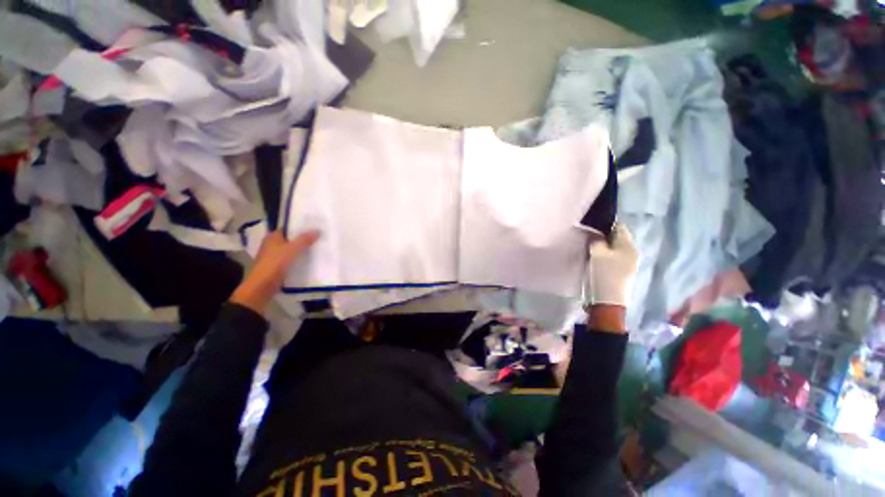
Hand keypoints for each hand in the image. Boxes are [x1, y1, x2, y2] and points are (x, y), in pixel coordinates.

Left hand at [230, 230, 319, 313]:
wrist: (263, 286)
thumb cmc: (275, 263)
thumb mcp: (292, 249)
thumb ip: (305, 239)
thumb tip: (318, 230)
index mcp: (272, 237)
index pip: (288, 228)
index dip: (300, 227)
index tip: (314, 227)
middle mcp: (272, 245)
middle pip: (291, 239)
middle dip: (303, 239)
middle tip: (319, 237)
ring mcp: (274, 256)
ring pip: (292, 250)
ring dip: (302, 250)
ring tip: (318, 248)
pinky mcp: (278, 267)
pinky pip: (292, 260)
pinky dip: (299, 259)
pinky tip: (310, 260)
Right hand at [585, 223, 638, 308]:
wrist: (608, 301)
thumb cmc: (604, 274)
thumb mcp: (597, 253)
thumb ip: (596, 239)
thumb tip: (595, 232)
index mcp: (628, 245)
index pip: (619, 226)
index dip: (605, 224)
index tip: (591, 226)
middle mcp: (632, 252)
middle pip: (617, 237)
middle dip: (604, 235)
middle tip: (588, 237)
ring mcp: (629, 263)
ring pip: (615, 248)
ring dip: (604, 246)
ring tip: (590, 248)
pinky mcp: (623, 272)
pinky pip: (614, 257)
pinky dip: (606, 255)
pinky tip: (596, 259)